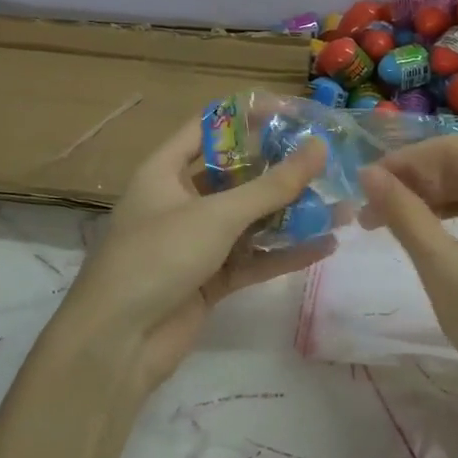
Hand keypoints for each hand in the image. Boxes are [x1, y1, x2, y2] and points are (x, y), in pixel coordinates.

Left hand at [47, 120, 331, 400]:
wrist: (116, 344)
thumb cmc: (157, 257)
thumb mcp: (216, 215)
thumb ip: (271, 185)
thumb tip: (318, 147)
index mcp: (165, 172)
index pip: (208, 128)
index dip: (247, 116)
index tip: (293, 113)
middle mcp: (180, 201)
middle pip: (236, 175)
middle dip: (280, 170)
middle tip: (327, 161)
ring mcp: (196, 243)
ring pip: (251, 220)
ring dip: (292, 214)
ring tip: (340, 205)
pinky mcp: (211, 280)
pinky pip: (254, 259)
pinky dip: (285, 253)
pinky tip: (326, 245)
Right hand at [358, 136, 457, 419]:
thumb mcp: (444, 270)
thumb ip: (404, 214)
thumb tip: (368, 174)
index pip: (454, 150)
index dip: (404, 162)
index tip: (364, 186)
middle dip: (419, 184)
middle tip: (372, 212)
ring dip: (438, 203)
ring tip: (395, 225)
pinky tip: (441, 245)